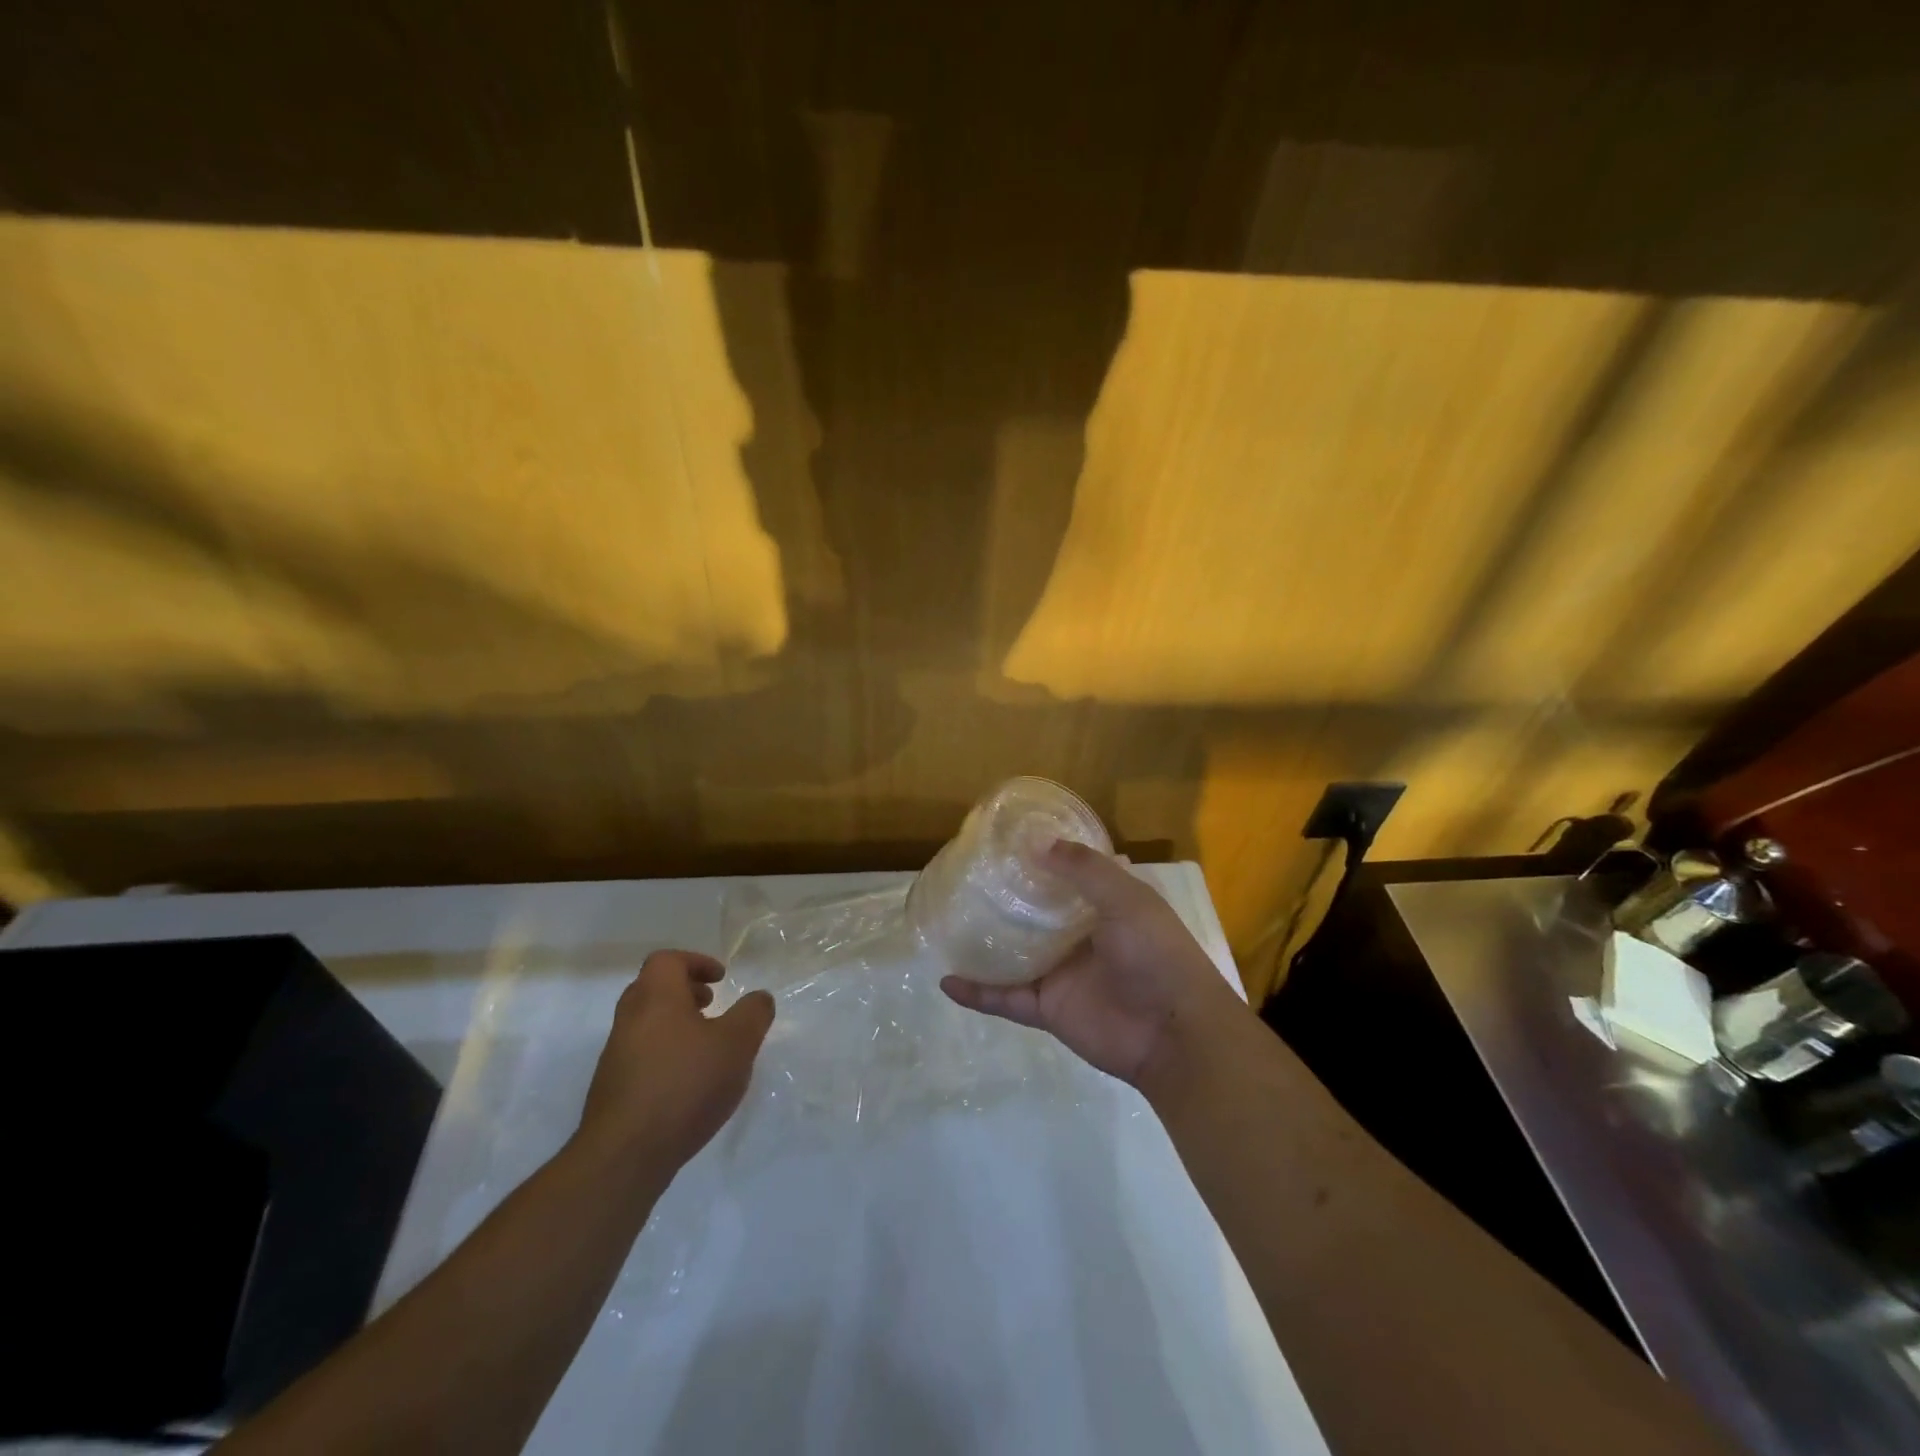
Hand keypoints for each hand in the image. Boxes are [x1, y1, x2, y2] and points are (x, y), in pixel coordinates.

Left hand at [576, 950, 774, 1171]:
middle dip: (685, 992)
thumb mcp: (737, 1043)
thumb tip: (759, 998)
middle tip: (713, 1006)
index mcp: (655, 997)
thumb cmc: (685, 1084)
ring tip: (707, 1048)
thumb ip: (753, 1014)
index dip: (696, 962)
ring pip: (647, 1024)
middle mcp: (630, 1019)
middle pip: (653, 989)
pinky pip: (642, 1056)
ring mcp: (616, 1057)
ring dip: (676, 1025)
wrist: (625, 1156)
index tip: (720, 980)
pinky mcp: (613, 1090)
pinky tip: (690, 1084)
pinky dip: (666, 1055)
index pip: (667, 960)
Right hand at [940, 840, 1244, 1091]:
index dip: (1043, 856)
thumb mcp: (1127, 900)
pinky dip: (978, 992)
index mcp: (1105, 905)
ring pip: (1014, 953)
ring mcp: (1061, 972)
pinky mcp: (1047, 1008)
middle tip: (966, 874)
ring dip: (986, 942)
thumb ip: (1084, 870)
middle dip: (1007, 896)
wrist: (1173, 1035)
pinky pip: (1006, 997)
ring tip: (948, 922)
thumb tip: (1037, 843)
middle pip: (1035, 912)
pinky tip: (947, 980)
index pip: (1069, 874)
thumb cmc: (1156, 955)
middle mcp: (1080, 935)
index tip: (1007, 839)